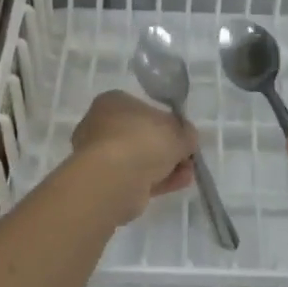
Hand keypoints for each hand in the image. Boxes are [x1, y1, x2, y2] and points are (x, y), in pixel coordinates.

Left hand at [68, 91, 197, 224]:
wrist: (113, 179)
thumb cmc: (143, 141)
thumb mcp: (178, 130)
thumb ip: (186, 133)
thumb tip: (186, 138)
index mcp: (113, 102)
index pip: (145, 109)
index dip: (168, 123)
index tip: (184, 136)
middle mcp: (101, 125)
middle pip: (143, 137)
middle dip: (168, 149)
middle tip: (187, 157)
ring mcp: (100, 156)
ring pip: (140, 159)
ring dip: (166, 167)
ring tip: (187, 174)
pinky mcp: (104, 181)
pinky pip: (135, 178)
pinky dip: (157, 181)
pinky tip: (178, 184)